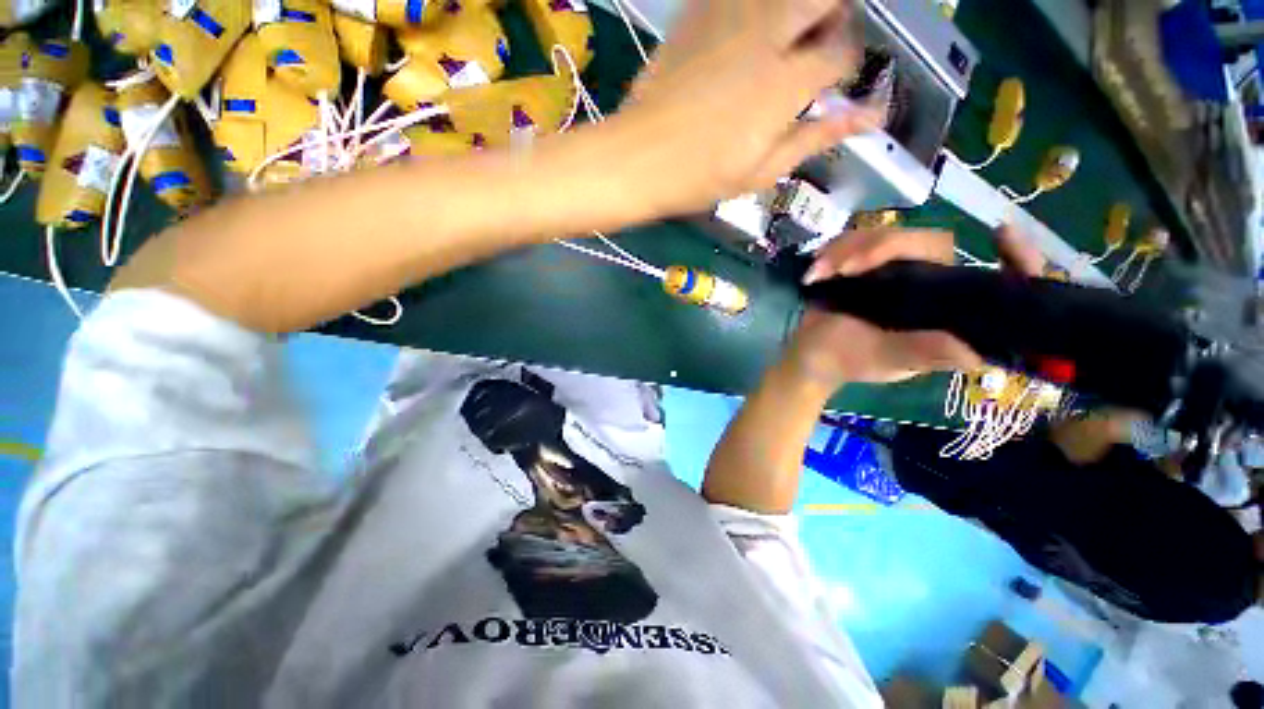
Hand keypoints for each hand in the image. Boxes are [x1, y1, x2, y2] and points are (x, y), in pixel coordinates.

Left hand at [614, 0, 880, 216]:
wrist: (639, 158)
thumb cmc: (700, 176)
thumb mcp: (761, 171)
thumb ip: (815, 138)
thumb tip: (867, 117)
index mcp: (785, 83)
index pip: (842, 53)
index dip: (845, 67)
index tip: (832, 85)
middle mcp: (765, 36)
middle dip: (832, 17)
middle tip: (814, 50)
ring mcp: (729, 19)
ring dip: (795, 10)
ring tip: (783, 41)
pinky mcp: (697, 15)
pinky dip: (756, 9)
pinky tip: (745, 36)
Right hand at [784, 228, 982, 390]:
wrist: (808, 353)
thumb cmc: (845, 361)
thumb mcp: (883, 360)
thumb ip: (920, 353)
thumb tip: (973, 354)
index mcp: (945, 312)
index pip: (993, 282)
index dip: (1014, 258)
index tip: (1001, 233)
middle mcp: (929, 285)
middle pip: (929, 243)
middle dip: (884, 248)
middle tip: (846, 269)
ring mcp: (896, 271)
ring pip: (888, 235)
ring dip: (848, 250)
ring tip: (820, 273)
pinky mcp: (866, 264)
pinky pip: (859, 240)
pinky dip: (834, 251)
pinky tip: (816, 272)